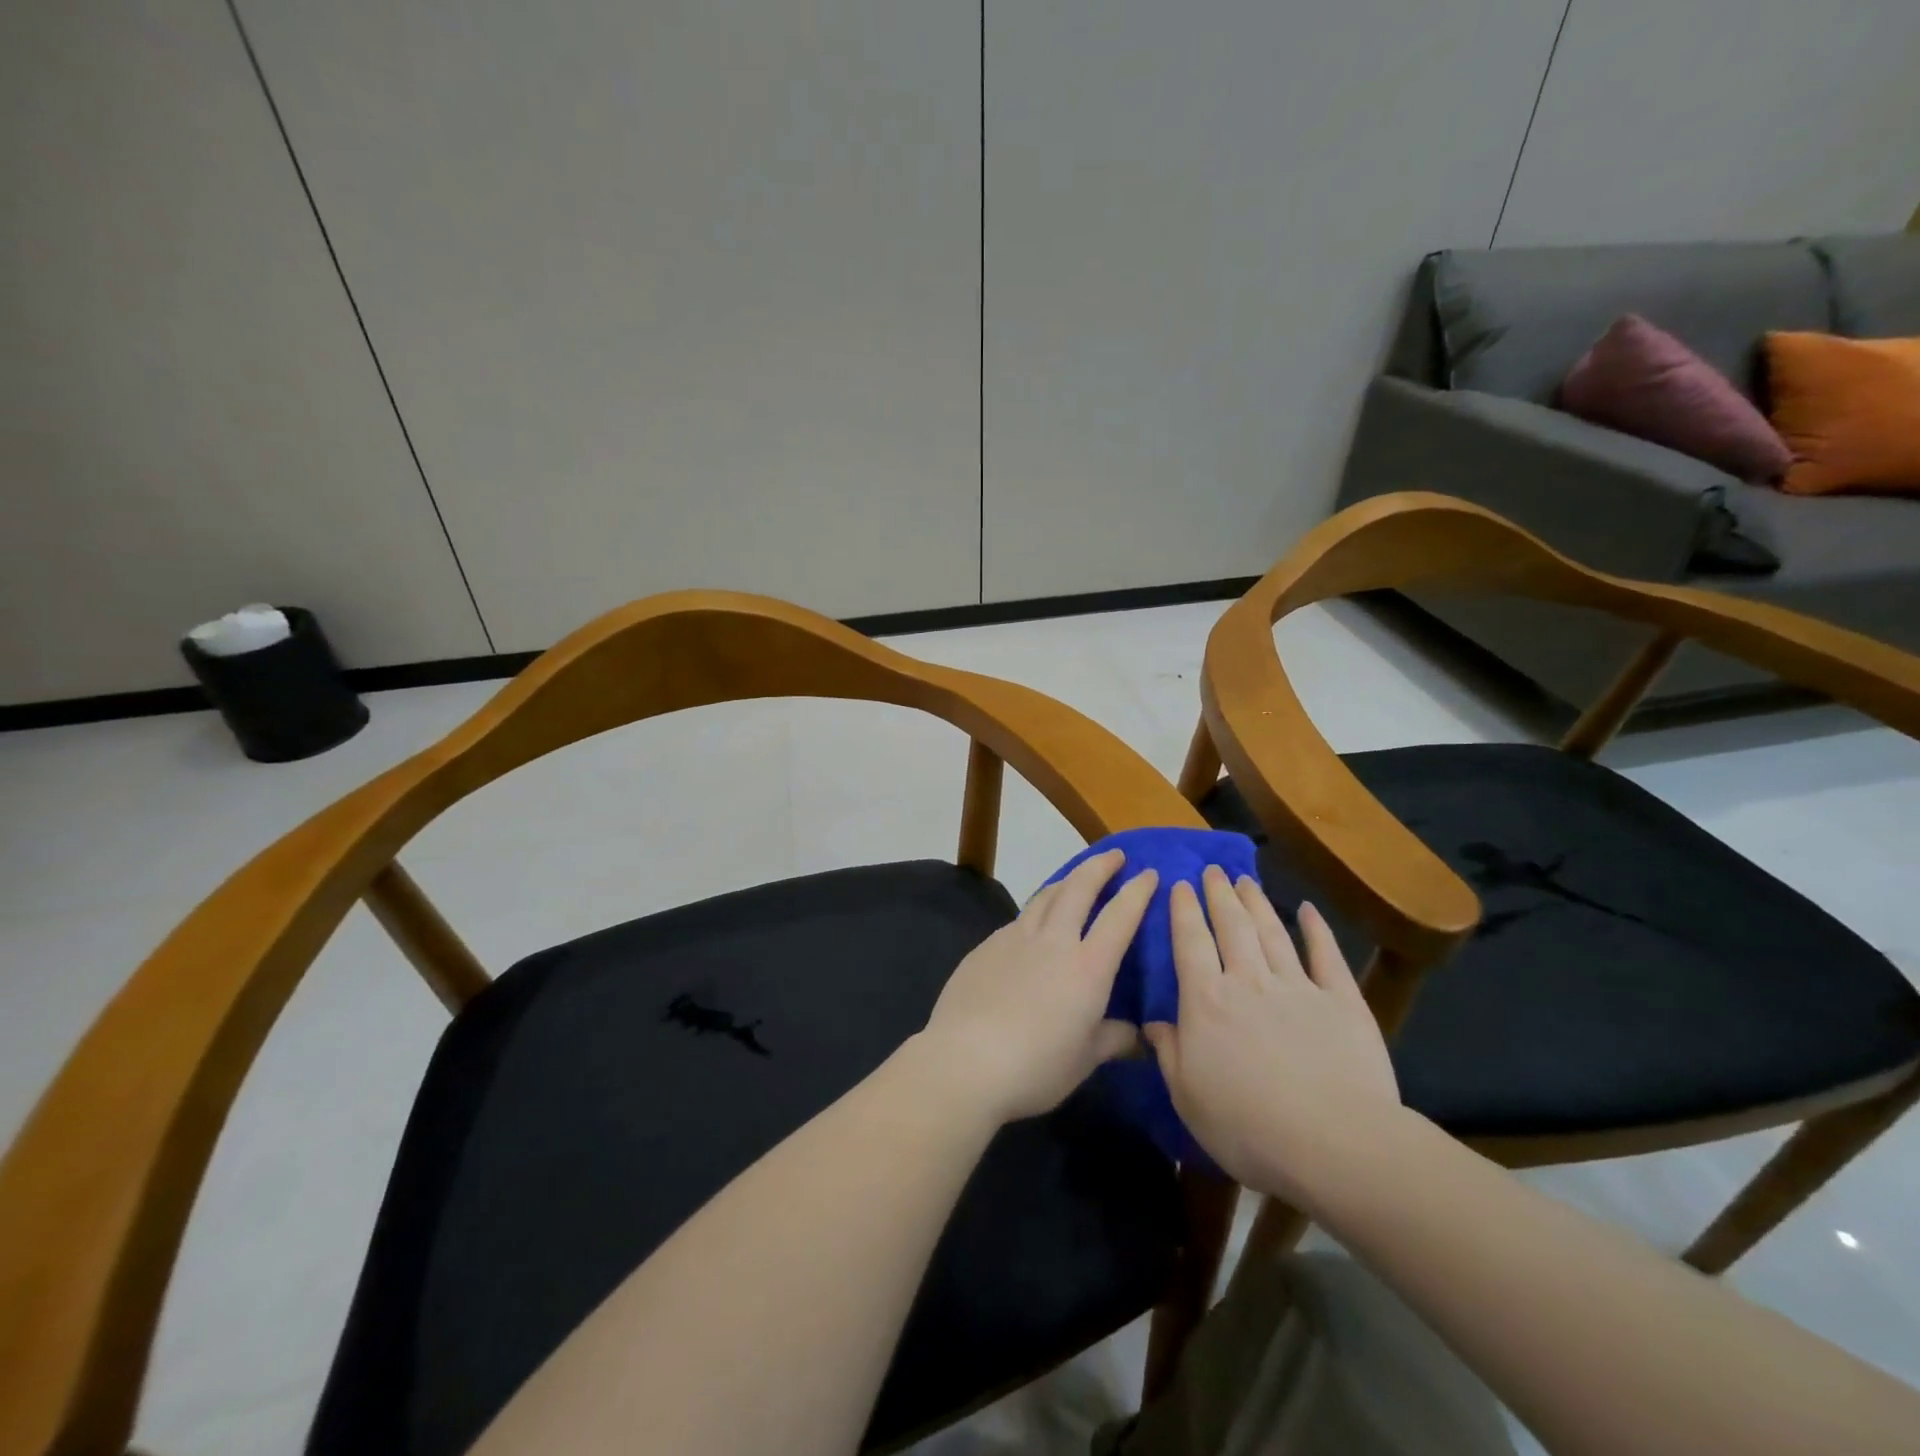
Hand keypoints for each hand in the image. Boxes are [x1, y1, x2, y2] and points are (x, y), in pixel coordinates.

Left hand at [911, 849, 1156, 1125]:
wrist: (966, 1060)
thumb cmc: (1036, 1066)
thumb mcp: (1085, 1060)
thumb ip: (1113, 1039)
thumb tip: (1134, 1033)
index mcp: (1087, 967)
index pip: (1120, 916)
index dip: (1137, 891)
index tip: (1149, 873)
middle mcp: (1053, 941)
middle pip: (1079, 888)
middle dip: (1099, 866)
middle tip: (1114, 855)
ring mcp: (1015, 938)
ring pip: (1045, 896)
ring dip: (1066, 881)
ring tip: (1075, 879)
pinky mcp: (986, 946)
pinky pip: (1019, 920)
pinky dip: (1036, 912)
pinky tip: (1034, 926)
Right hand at [1143, 868, 1401, 1207]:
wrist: (1335, 1144)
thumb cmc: (1248, 1126)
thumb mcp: (1188, 1097)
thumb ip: (1168, 1053)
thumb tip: (1152, 1023)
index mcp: (1207, 1001)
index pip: (1190, 943)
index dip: (1184, 910)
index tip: (1180, 884)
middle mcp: (1248, 981)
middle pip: (1231, 926)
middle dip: (1219, 895)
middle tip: (1213, 870)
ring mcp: (1297, 987)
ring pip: (1271, 933)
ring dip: (1256, 903)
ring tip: (1245, 880)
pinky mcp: (1341, 1001)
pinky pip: (1326, 956)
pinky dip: (1316, 930)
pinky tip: (1307, 910)